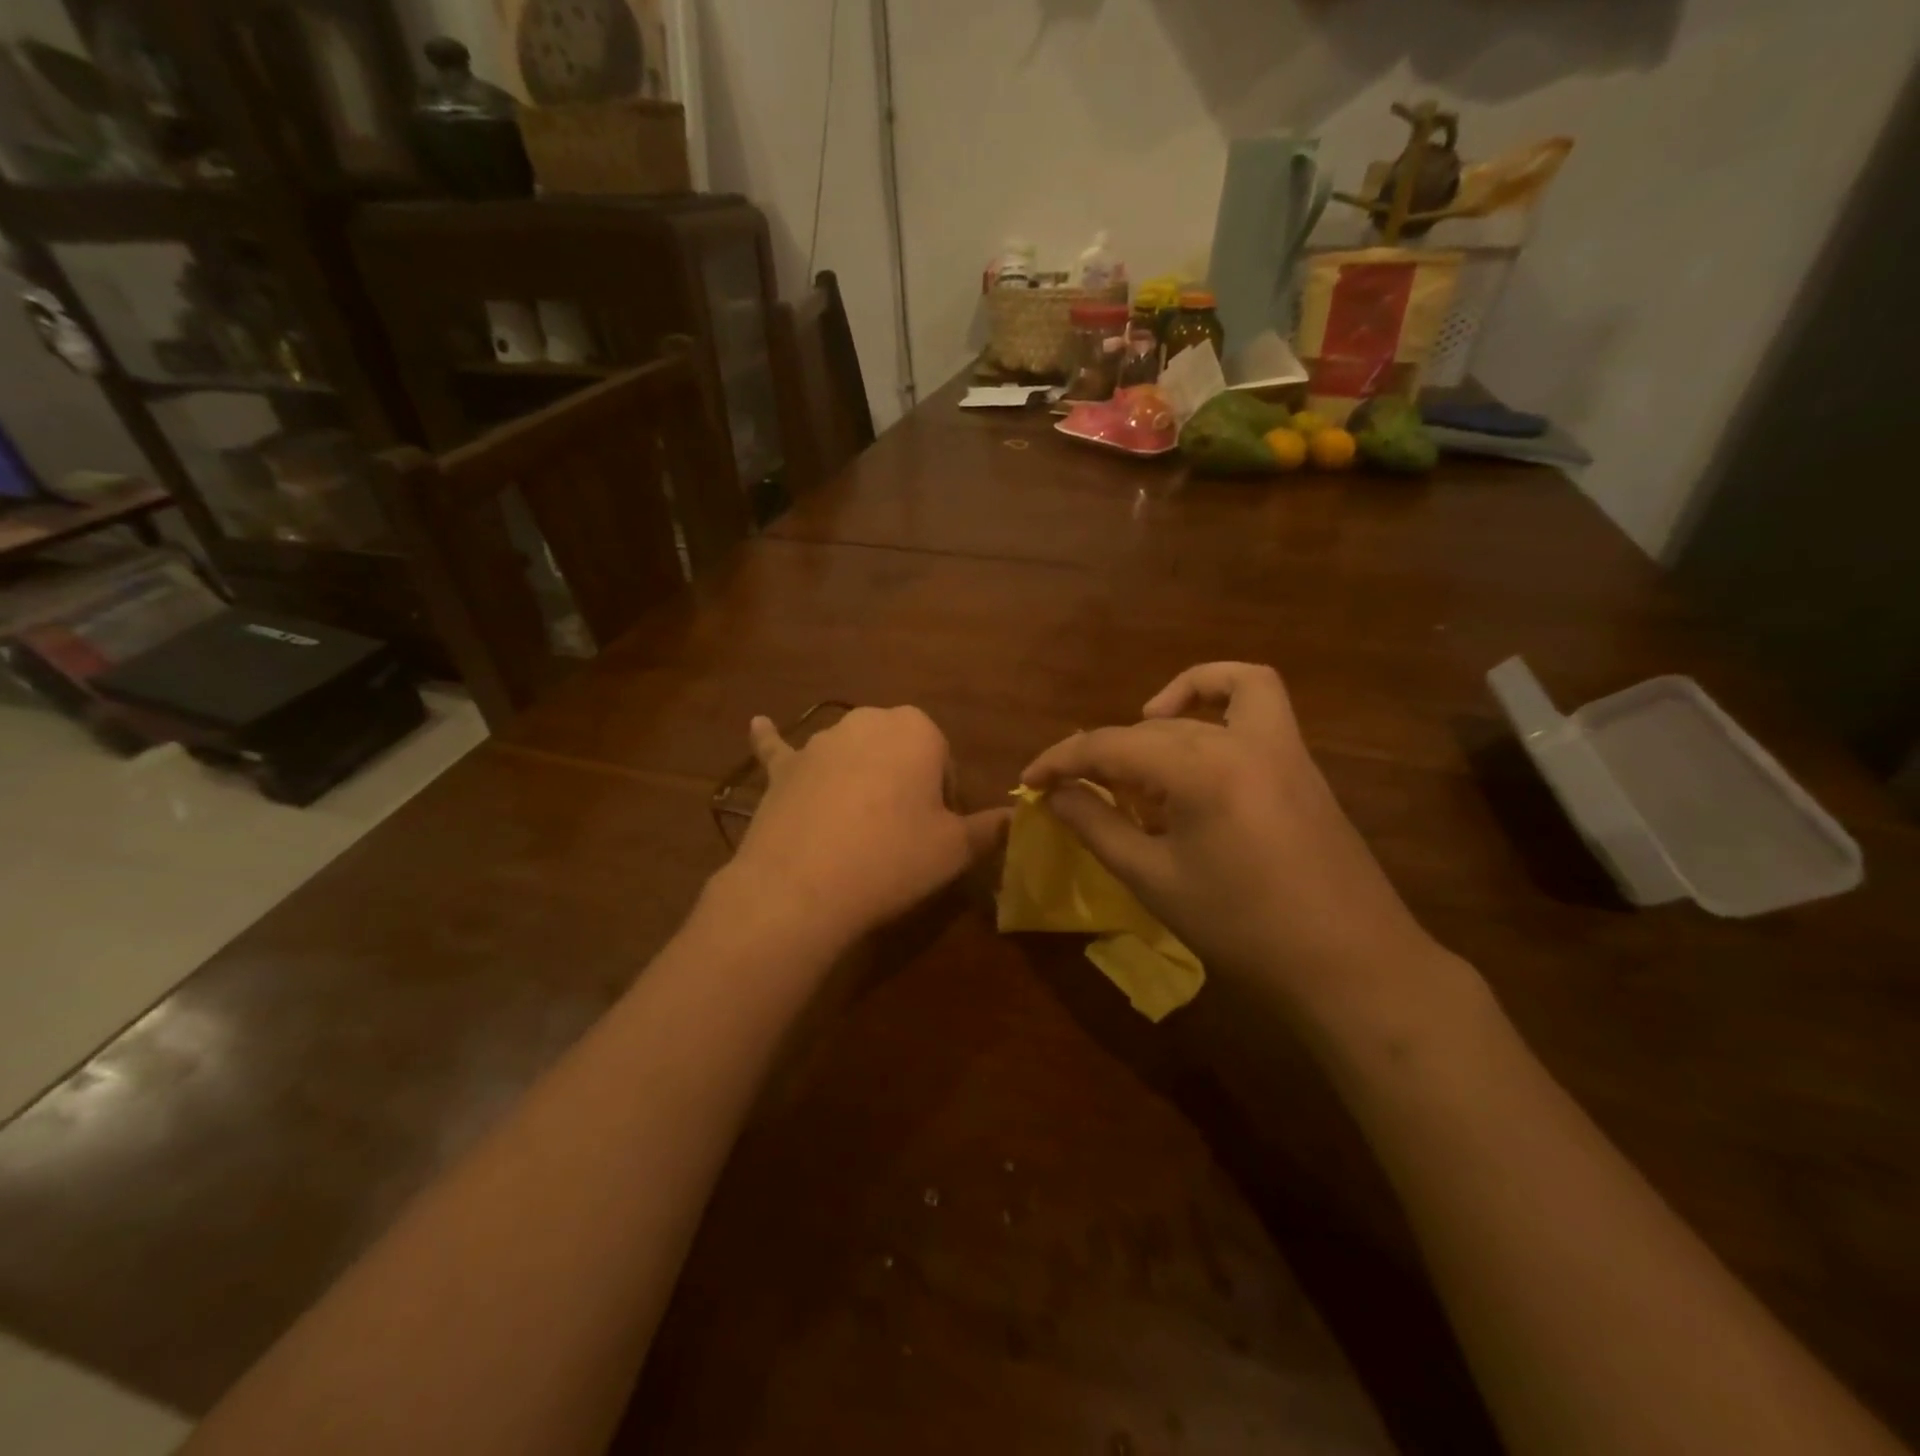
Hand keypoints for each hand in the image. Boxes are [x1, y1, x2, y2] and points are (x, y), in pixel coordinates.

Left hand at [726, 706, 1009, 944]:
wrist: (803, 886)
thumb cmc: (893, 859)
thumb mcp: (956, 849)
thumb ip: (991, 828)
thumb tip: (1016, 818)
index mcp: (918, 730)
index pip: (943, 760)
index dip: (943, 799)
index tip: (935, 833)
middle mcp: (867, 721)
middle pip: (898, 752)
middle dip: (904, 783)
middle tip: (902, 834)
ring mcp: (819, 741)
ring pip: (851, 754)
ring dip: (859, 778)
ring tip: (857, 831)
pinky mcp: (783, 768)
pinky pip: (780, 749)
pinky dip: (773, 741)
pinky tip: (757, 725)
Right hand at [1021, 663, 1446, 1020]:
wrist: (1349, 963)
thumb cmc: (1243, 929)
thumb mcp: (1154, 880)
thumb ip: (1097, 827)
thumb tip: (1055, 794)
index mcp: (1198, 768)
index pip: (1108, 746)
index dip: (1060, 760)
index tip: (1029, 781)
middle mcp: (1238, 738)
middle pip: (1149, 728)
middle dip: (1102, 754)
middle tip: (1076, 793)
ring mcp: (1277, 743)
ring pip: (1198, 707)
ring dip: (1156, 722)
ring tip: (1135, 759)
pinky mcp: (1298, 760)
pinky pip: (1255, 699)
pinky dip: (1216, 696)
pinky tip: (1195, 733)